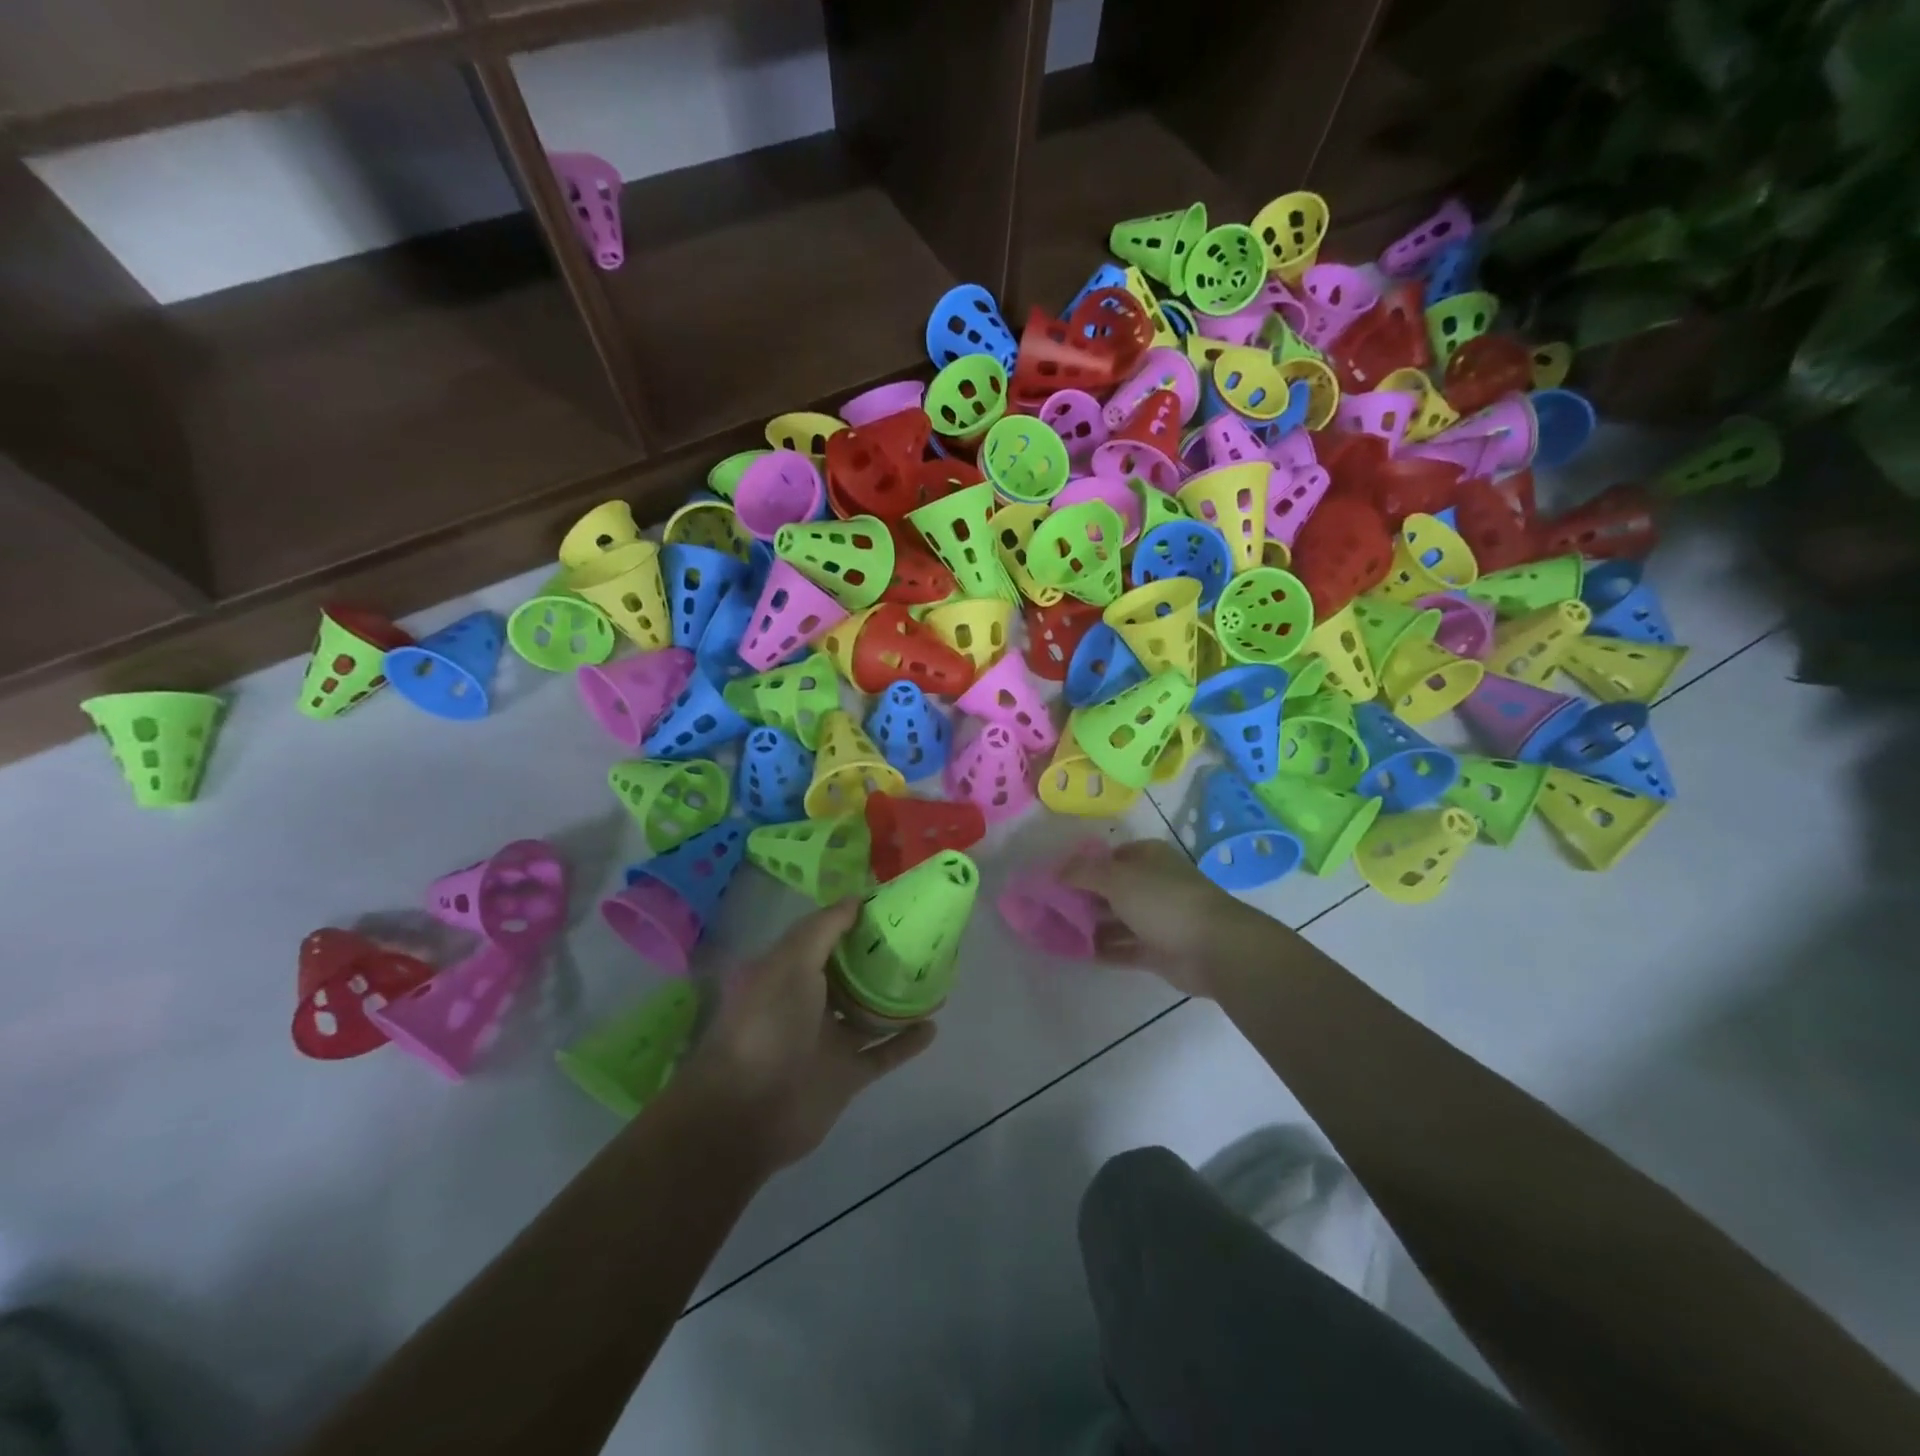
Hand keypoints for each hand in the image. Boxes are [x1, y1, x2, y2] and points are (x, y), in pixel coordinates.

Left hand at [679, 899, 935, 1169]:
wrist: (747, 1112)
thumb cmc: (768, 1024)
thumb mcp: (791, 962)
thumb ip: (824, 929)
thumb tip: (856, 898)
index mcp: (789, 973)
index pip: (826, 938)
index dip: (854, 920)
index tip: (890, 904)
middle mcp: (808, 1003)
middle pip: (851, 974)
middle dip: (879, 958)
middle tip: (921, 938)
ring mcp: (828, 1041)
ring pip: (870, 1014)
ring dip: (897, 999)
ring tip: (934, 978)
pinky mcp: (846, 1076)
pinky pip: (882, 1054)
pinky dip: (906, 1042)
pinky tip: (933, 1026)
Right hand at [1059, 839, 1260, 997]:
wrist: (1214, 948)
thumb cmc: (1164, 901)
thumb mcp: (1117, 878)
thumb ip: (1083, 872)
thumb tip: (1056, 871)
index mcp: (1147, 858)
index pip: (1108, 856)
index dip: (1081, 866)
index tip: (1053, 880)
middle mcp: (1152, 884)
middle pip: (1110, 889)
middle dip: (1081, 898)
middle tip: (1048, 909)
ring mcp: (1156, 919)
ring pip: (1115, 920)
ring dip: (1088, 926)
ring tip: (1054, 933)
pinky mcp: (1157, 950)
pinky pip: (1123, 947)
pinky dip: (1101, 949)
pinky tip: (1075, 953)